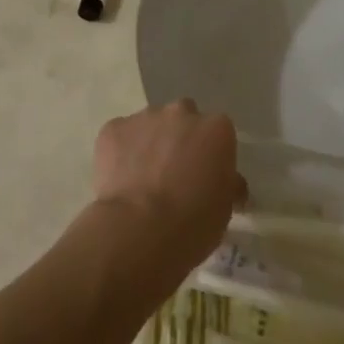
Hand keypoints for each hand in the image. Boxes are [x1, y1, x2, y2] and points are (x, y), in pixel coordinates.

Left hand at [92, 99, 245, 280]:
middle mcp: (182, 112)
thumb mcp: (224, 208)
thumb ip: (228, 184)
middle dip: (180, 138)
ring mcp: (145, 117)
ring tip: (143, 179)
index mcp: (216, 128)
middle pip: (184, 118)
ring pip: (150, 125)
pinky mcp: (113, 129)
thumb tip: (230, 183)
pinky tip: (120, 180)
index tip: (205, 176)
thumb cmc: (192, 223)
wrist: (139, 231)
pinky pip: (120, 136)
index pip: (218, 133)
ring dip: (150, 143)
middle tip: (174, 173)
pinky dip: (120, 151)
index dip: (211, 154)